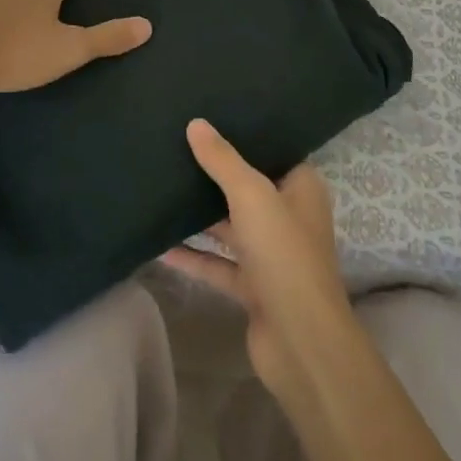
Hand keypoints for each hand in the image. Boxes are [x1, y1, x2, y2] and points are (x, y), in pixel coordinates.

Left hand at [0, 0, 150, 114]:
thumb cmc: (17, 52)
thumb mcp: (70, 49)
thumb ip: (108, 38)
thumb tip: (147, 24)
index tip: (85, 11)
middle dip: (54, 0)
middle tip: (64, 30)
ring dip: (27, 11)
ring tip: (35, 40)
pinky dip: (4, 22)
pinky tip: (5, 45)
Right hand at [162, 119, 353, 402]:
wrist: (300, 341)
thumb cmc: (284, 253)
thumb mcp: (251, 194)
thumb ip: (222, 160)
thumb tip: (196, 123)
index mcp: (301, 189)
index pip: (273, 152)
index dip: (246, 137)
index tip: (211, 118)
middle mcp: (289, 217)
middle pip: (247, 188)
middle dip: (215, 174)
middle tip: (176, 147)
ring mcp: (271, 255)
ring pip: (230, 227)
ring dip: (200, 215)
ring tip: (162, 188)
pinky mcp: (252, 287)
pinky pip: (217, 264)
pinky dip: (193, 256)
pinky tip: (159, 245)